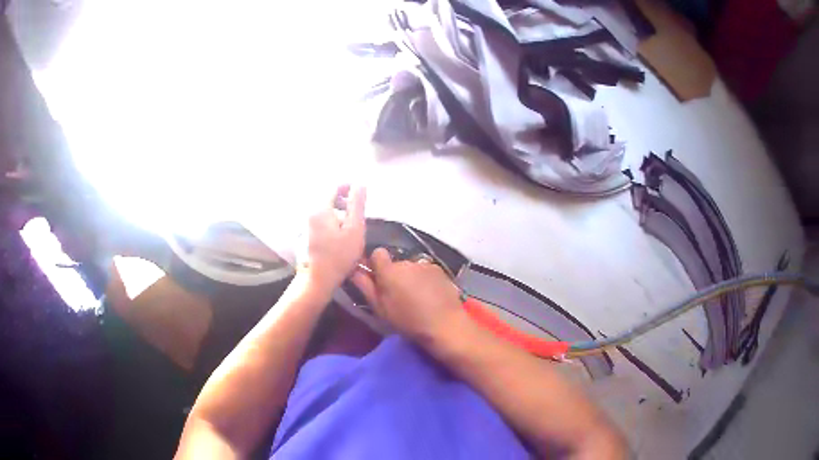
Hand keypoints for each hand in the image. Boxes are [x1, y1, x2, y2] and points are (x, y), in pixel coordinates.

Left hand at [298, 185, 366, 293]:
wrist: (317, 280)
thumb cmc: (339, 255)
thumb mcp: (354, 229)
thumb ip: (357, 205)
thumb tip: (360, 184)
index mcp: (321, 208)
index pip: (334, 186)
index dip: (348, 187)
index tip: (360, 194)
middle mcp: (310, 212)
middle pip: (327, 197)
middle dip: (343, 200)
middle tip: (357, 211)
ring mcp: (306, 224)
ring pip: (324, 209)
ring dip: (338, 211)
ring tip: (350, 224)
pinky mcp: (305, 234)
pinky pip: (320, 219)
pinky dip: (331, 220)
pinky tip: (339, 235)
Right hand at [351, 248, 466, 347]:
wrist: (445, 324)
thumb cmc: (408, 321)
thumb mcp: (381, 309)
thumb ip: (366, 287)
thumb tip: (354, 270)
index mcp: (389, 271)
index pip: (377, 253)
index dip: (376, 264)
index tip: (379, 279)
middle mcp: (406, 262)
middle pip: (396, 263)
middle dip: (395, 275)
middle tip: (399, 296)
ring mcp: (425, 265)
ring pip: (411, 268)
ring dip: (411, 277)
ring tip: (417, 297)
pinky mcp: (440, 270)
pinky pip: (426, 271)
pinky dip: (426, 279)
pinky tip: (431, 295)